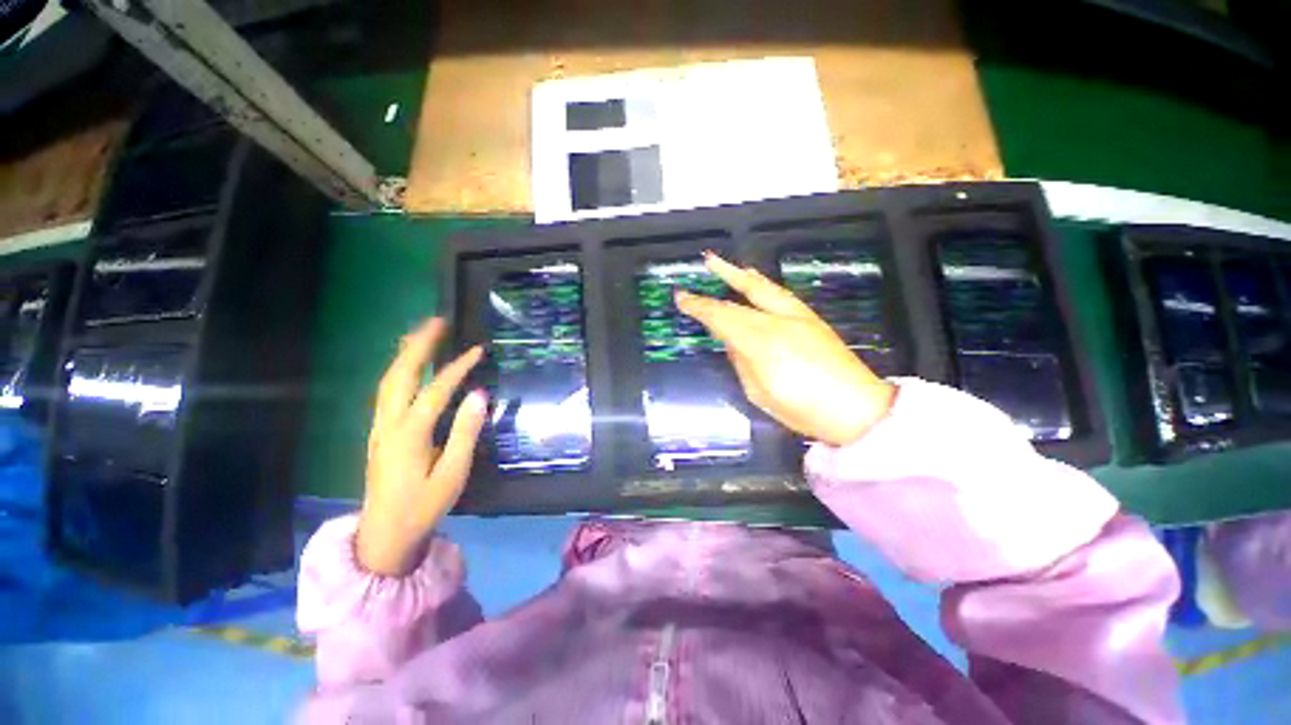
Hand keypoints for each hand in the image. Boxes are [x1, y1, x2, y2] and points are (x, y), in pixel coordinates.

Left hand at [357, 319, 487, 576]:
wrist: (384, 534)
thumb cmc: (423, 505)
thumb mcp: (452, 474)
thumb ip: (465, 432)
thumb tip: (479, 395)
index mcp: (409, 435)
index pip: (435, 391)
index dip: (457, 368)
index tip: (477, 350)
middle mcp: (388, 424)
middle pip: (399, 375)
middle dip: (418, 345)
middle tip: (437, 322)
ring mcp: (379, 427)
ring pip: (388, 380)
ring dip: (406, 353)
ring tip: (424, 333)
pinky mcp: (380, 431)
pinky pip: (388, 391)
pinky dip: (400, 369)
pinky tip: (411, 365)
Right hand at [676, 253, 895, 446]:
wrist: (856, 408)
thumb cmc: (801, 408)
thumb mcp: (758, 391)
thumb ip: (740, 361)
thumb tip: (731, 341)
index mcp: (760, 341)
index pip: (721, 316)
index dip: (698, 306)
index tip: (681, 297)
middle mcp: (778, 320)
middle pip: (742, 294)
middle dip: (721, 277)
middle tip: (705, 262)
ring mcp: (798, 316)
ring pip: (763, 287)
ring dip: (741, 274)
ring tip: (725, 264)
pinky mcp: (811, 318)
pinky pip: (778, 294)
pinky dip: (762, 284)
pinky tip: (756, 281)